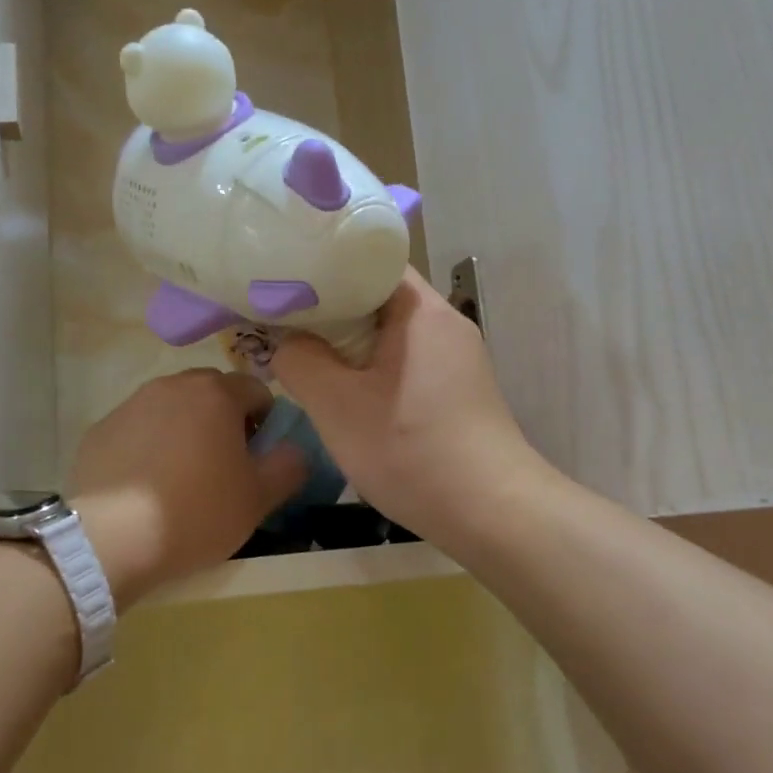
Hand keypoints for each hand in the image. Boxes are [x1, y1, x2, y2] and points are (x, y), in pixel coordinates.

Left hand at [70, 369, 306, 605]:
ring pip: (172, 409)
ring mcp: (131, 405)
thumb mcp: (260, 498)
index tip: (257, 458)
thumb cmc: (197, 513)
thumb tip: (294, 450)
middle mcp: (172, 386)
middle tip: (223, 467)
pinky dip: (148, 447)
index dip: (266, 423)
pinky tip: (145, 486)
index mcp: (216, 393)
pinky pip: (138, 430)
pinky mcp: (100, 430)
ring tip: (181, 478)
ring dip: (185, 431)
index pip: (257, 391)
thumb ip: (289, 466)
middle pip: (212, 394)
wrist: (111, 539)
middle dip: (224, 421)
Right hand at [272, 269, 547, 544]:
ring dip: (348, 343)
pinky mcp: (457, 391)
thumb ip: (299, 361)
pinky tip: (345, 393)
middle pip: (377, 297)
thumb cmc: (410, 449)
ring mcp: (456, 358)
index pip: (369, 260)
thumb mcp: (336, 406)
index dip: (323, 265)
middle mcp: (444, 323)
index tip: (283, 280)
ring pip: (389, 334)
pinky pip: (404, 362)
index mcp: (420, 309)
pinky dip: (371, 369)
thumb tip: (286, 342)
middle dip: (328, 308)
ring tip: (303, 355)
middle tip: (281, 321)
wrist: (490, 512)